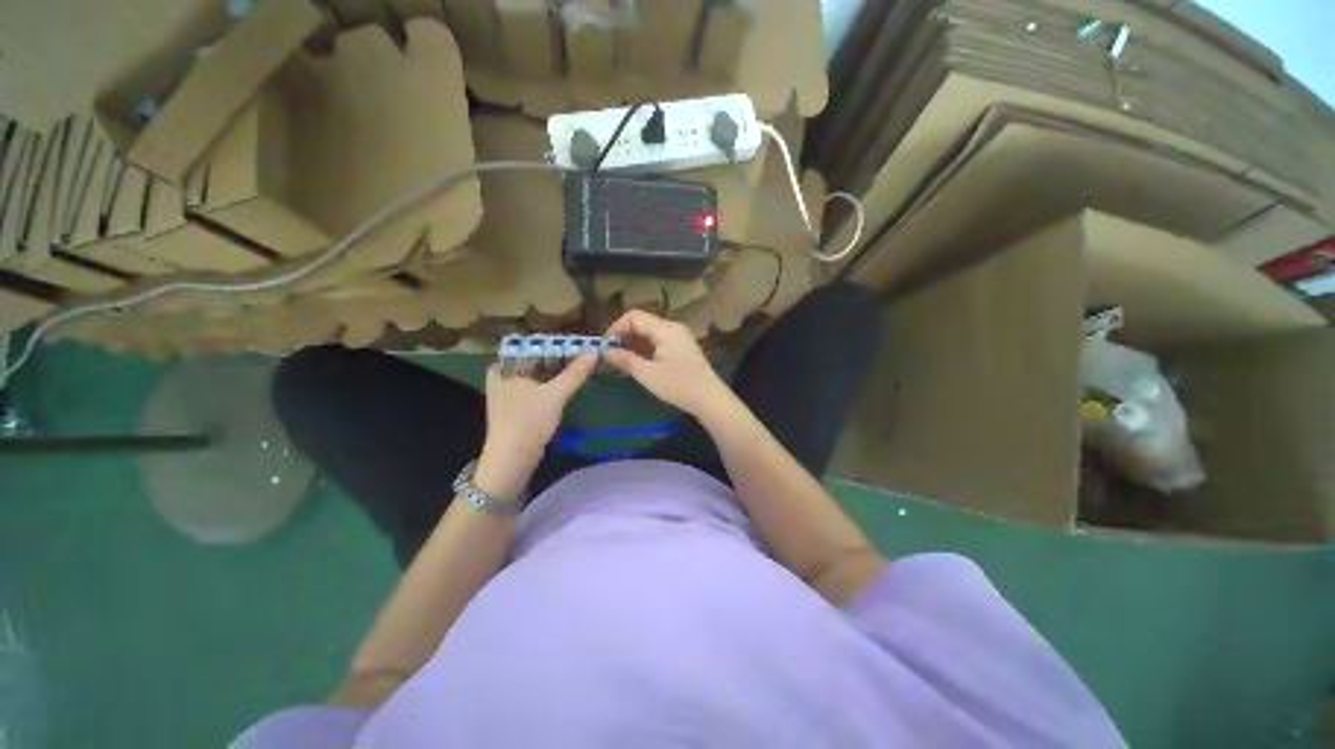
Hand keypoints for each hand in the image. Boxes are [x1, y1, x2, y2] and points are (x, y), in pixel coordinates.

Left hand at [477, 354, 595, 497]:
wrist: (512, 458)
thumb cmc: (529, 420)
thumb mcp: (555, 394)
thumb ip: (574, 373)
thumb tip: (593, 352)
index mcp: (503, 368)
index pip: (528, 345)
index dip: (550, 343)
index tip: (572, 342)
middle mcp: (501, 376)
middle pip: (532, 360)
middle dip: (554, 357)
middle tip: (578, 351)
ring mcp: (507, 393)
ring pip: (534, 374)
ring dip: (553, 371)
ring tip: (576, 364)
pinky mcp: (515, 406)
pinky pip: (535, 387)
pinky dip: (549, 383)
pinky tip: (566, 383)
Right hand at [603, 310, 733, 418]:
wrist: (709, 399)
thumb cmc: (678, 386)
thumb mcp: (647, 374)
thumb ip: (625, 359)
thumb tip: (604, 351)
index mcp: (665, 329)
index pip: (634, 316)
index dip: (616, 328)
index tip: (605, 346)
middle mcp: (672, 327)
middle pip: (642, 323)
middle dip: (624, 336)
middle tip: (611, 356)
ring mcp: (679, 337)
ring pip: (649, 333)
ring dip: (634, 344)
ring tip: (621, 361)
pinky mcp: (681, 347)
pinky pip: (658, 341)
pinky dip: (645, 349)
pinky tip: (637, 363)